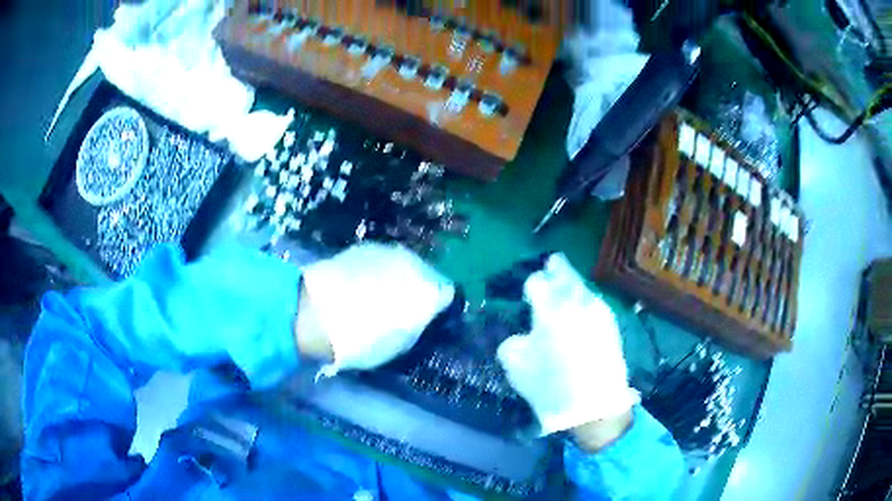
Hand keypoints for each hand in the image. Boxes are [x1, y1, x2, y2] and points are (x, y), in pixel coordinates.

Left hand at [296, 243, 454, 375]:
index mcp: (429, 290)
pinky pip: (379, 260)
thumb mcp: (401, 343)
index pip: (446, 294)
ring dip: (396, 277)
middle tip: (401, 307)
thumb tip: (422, 314)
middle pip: (424, 274)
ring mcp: (387, 251)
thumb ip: (418, 323)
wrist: (315, 313)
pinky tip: (359, 286)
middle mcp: (414, 263)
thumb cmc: (362, 340)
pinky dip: (375, 271)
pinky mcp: (363, 247)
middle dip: (417, 288)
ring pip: (401, 265)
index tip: (426, 317)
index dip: (437, 306)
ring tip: (377, 296)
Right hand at [496, 254, 637, 438]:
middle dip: (556, 269)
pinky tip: (581, 307)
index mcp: (549, 307)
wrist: (593, 406)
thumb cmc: (549, 385)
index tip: (528, 292)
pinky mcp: (611, 324)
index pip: (537, 282)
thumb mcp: (515, 365)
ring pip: (582, 286)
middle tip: (551, 264)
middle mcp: (576, 301)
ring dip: (572, 282)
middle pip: (564, 274)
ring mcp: (598, 311)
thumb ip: (512, 341)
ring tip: (565, 283)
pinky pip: (594, 302)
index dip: (530, 285)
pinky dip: (585, 299)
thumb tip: (523, 334)